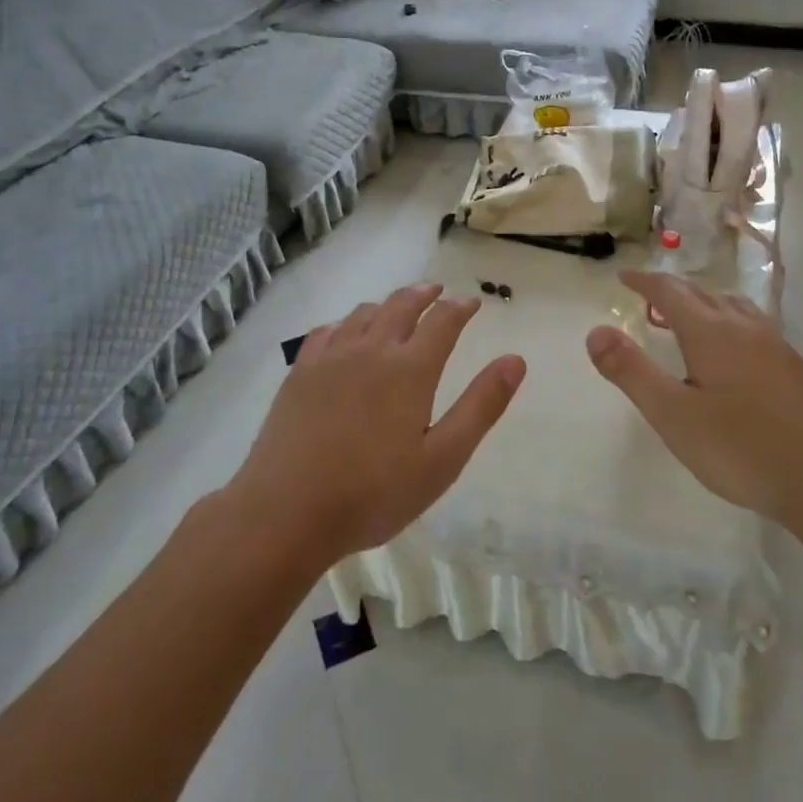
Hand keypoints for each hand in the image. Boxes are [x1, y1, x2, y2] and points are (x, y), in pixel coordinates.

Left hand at [228, 284, 525, 562]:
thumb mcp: (443, 459)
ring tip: (397, 307)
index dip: (460, 308)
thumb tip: (515, 360)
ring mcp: (330, 358)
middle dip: (424, 295)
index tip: (471, 302)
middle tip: (437, 291)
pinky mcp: (300, 372)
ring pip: (364, 313)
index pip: (443, 322)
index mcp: (410, 369)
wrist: (287, 511)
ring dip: (387, 304)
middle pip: (401, 306)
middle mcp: (371, 350)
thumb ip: (481, 406)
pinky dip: (346, 322)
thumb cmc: (374, 493)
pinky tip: (345, 332)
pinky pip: (327, 330)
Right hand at [585, 270, 802, 523]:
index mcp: (711, 332)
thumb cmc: (741, 448)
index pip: (670, 292)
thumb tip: (595, 331)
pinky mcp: (795, 369)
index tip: (624, 277)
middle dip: (672, 290)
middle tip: (648, 296)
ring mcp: (775, 346)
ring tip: (688, 315)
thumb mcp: (672, 414)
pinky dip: (728, 321)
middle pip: (703, 294)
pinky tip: (733, 350)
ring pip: (733, 307)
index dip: (644, 281)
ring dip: (704, 302)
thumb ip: (631, 371)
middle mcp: (744, 328)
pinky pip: (752, 326)